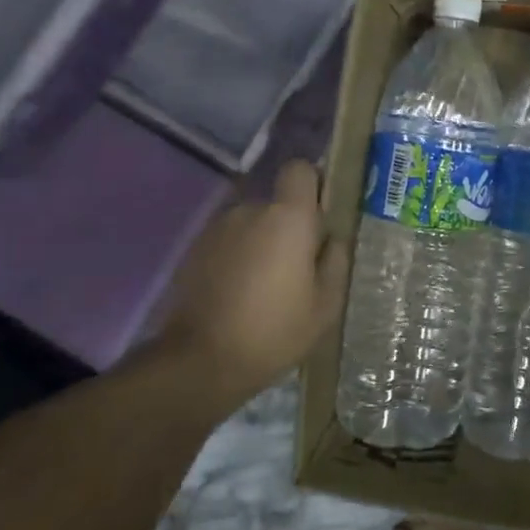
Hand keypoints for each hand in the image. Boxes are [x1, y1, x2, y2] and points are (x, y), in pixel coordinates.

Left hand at [161, 160, 348, 394]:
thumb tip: (331, 238)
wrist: (201, 361)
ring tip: (267, 285)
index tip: (320, 216)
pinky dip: (238, 257)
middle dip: (289, 225)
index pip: (300, 169)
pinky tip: (241, 293)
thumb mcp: (326, 303)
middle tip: (298, 266)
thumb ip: (335, 259)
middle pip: (277, 202)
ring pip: (252, 223)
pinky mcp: (194, 250)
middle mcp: (250, 210)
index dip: (312, 185)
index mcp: (288, 217)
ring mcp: (217, 228)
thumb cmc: (276, 329)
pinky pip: (229, 241)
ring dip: (262, 242)